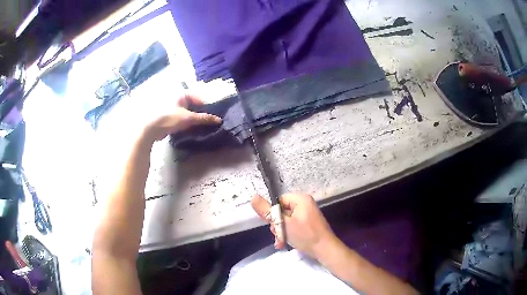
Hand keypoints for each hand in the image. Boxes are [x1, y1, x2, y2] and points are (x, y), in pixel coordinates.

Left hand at [143, 94, 221, 141]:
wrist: (152, 129)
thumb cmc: (170, 118)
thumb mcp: (189, 118)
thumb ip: (204, 118)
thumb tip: (218, 120)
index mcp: (182, 95)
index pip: (199, 97)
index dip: (206, 106)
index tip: (212, 115)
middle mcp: (177, 99)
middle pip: (193, 105)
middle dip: (200, 113)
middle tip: (208, 122)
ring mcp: (172, 108)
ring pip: (187, 113)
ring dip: (193, 119)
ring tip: (201, 127)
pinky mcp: (169, 118)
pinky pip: (181, 119)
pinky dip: (186, 123)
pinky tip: (190, 130)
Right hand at [251, 193, 336, 258]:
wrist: (325, 249)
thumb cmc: (305, 235)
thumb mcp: (283, 224)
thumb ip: (267, 211)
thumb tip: (253, 197)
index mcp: (301, 199)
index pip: (278, 201)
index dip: (272, 213)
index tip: (271, 225)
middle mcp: (305, 204)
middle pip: (282, 211)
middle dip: (277, 225)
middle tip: (278, 235)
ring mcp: (308, 214)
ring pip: (286, 220)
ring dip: (281, 231)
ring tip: (281, 241)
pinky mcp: (309, 223)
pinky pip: (293, 225)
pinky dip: (288, 233)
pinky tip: (284, 243)